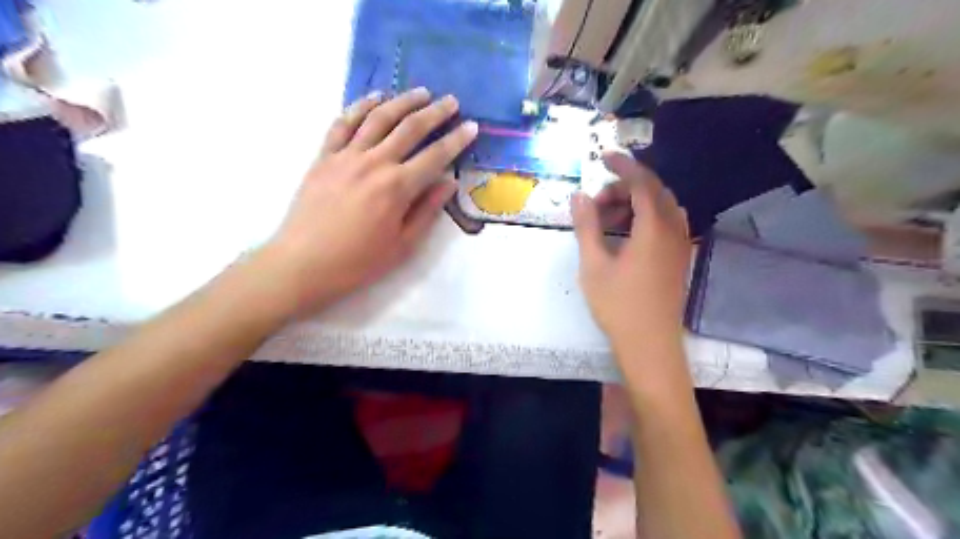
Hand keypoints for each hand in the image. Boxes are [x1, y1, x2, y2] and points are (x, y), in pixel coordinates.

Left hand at [259, 86, 476, 316]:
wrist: (303, 264)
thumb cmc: (358, 262)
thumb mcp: (403, 245)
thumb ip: (427, 211)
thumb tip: (449, 183)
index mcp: (397, 187)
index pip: (435, 156)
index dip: (457, 140)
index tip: (472, 127)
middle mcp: (374, 163)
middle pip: (410, 128)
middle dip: (435, 112)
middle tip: (452, 101)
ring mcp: (346, 156)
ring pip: (379, 118)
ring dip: (402, 101)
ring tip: (421, 93)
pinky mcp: (324, 156)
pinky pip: (343, 123)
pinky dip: (360, 106)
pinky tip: (375, 98)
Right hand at [568, 151, 689, 352]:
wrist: (650, 345)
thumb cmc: (618, 306)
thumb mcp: (593, 264)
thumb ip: (586, 226)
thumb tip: (579, 196)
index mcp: (654, 228)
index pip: (642, 183)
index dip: (623, 165)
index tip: (603, 157)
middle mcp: (674, 230)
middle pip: (654, 192)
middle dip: (625, 187)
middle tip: (596, 202)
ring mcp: (681, 245)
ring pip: (663, 207)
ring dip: (636, 202)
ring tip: (608, 218)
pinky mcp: (680, 259)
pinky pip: (668, 223)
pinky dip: (647, 217)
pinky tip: (628, 233)